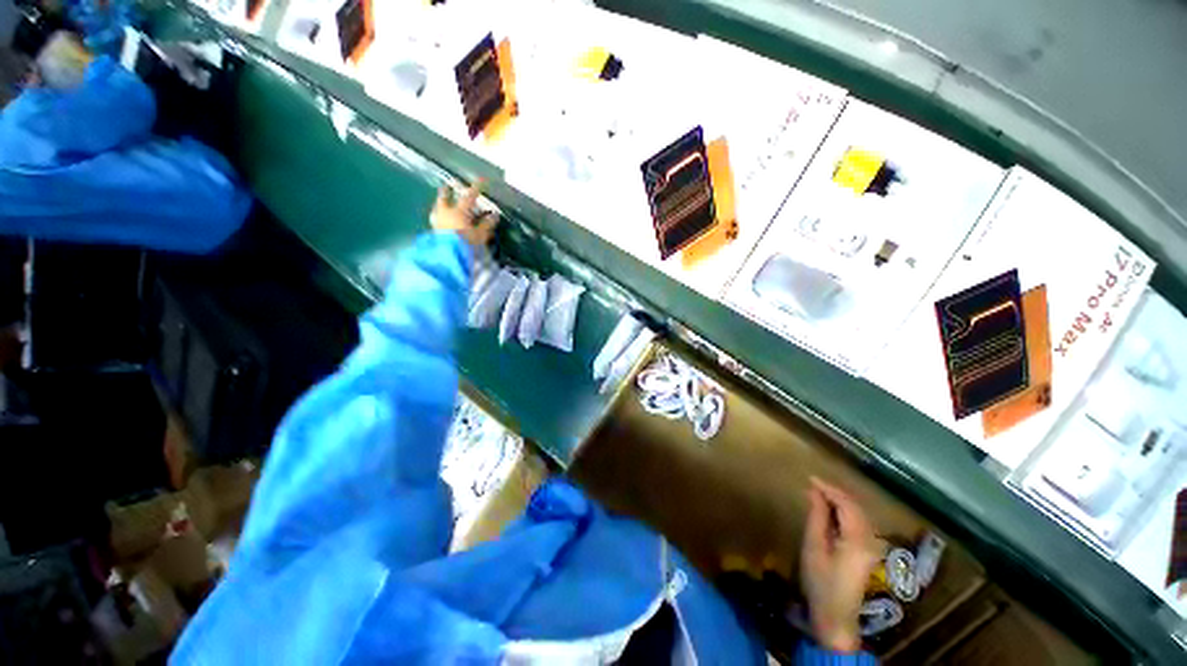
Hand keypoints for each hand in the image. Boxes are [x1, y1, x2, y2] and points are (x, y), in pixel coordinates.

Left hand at [431, 181, 498, 249]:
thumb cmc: (466, 243)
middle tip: (449, 185)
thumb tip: (494, 215)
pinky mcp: (434, 230)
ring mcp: (437, 221)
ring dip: (441, 203)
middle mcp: (446, 212)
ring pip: (438, 207)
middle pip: (445, 197)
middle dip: (448, 191)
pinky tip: (441, 218)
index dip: (476, 188)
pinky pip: (436, 218)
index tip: (482, 181)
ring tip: (443, 202)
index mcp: (459, 211)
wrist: (448, 255)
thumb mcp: (480, 235)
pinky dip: (439, 215)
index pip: (469, 196)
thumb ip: (487, 224)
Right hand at [800, 477, 882, 652]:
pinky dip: (846, 513)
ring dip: (841, 502)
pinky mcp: (869, 553)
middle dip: (835, 493)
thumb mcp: (813, 547)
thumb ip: (816, 517)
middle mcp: (871, 540)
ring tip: (819, 495)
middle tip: (813, 485)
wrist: (836, 617)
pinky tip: (832, 512)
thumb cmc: (821, 582)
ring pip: (860, 514)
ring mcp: (873, 547)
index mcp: (857, 539)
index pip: (846, 504)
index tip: (809, 478)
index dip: (829, 488)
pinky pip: (860, 524)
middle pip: (856, 507)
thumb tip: (813, 492)